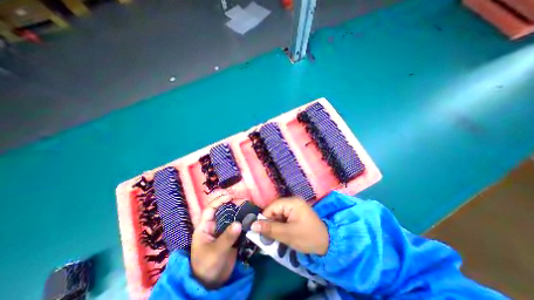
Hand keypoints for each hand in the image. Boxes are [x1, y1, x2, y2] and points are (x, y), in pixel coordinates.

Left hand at [190, 194, 242, 290]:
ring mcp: (223, 231)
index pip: (210, 209)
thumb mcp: (215, 252)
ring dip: (240, 212)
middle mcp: (214, 226)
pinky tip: (250, 218)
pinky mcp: (231, 237)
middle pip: (223, 211)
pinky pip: (238, 226)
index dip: (219, 201)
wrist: (212, 285)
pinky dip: (244, 222)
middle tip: (244, 201)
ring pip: (232, 217)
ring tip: (249, 208)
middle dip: (233, 204)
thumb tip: (238, 223)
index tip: (230, 196)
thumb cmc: (207, 267)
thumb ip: (227, 237)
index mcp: (205, 227)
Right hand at [252, 197, 329, 254]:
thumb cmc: (308, 237)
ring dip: (275, 225)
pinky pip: (284, 217)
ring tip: (275, 237)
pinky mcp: (296, 213)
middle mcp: (293, 201)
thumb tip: (252, 225)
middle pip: (275, 210)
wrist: (328, 244)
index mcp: (292, 202)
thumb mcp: (287, 234)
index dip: (264, 218)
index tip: (259, 231)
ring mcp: (295, 207)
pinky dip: (281, 225)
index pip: (272, 207)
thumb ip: (270, 229)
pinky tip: (282, 234)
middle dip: (270, 223)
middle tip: (267, 237)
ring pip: (278, 214)